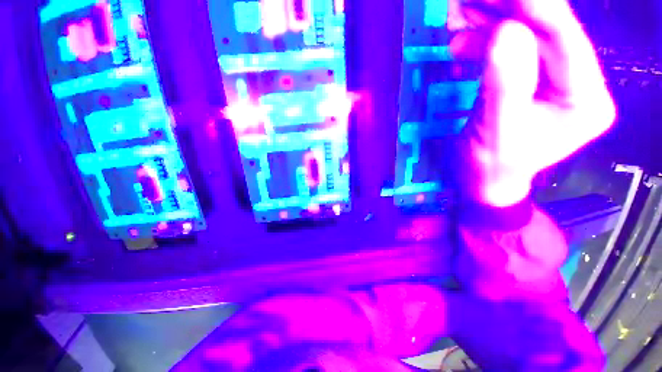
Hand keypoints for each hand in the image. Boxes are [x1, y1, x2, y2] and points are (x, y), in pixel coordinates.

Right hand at [449, 0, 615, 206]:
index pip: (563, 38)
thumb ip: (504, 87)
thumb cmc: (489, 167)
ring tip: (458, 15)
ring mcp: (556, 79)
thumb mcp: (495, 133)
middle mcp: (578, 82)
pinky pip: (511, 48)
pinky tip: (462, 39)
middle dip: (504, 8)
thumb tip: (505, 32)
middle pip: (546, 29)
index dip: (530, 7)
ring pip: (526, 33)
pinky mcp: (532, 79)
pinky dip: (484, 38)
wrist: (483, 181)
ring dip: (489, 19)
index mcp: (584, 99)